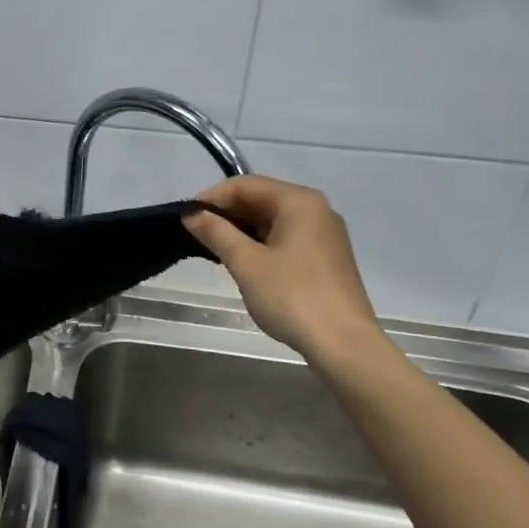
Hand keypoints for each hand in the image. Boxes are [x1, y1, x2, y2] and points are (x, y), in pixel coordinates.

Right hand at [183, 176, 383, 363]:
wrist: (343, 343)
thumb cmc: (292, 296)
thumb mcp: (246, 263)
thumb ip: (216, 233)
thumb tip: (191, 214)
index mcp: (298, 201)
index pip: (245, 185)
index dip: (211, 198)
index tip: (185, 218)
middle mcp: (316, 209)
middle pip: (261, 198)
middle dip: (226, 213)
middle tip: (195, 234)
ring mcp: (324, 234)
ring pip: (273, 219)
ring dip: (241, 229)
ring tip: (213, 248)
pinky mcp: (326, 256)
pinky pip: (285, 237)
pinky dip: (260, 243)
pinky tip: (242, 261)